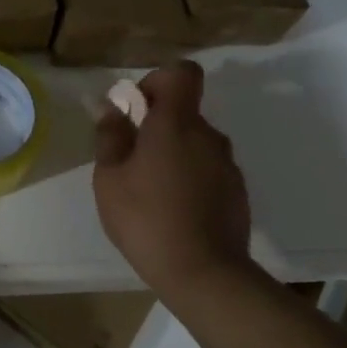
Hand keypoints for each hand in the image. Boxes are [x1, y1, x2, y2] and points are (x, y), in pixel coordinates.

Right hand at [92, 61, 252, 292]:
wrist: (204, 274)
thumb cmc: (146, 218)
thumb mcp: (110, 177)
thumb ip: (110, 136)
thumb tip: (111, 107)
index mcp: (176, 124)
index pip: (182, 73)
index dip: (157, 80)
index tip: (136, 108)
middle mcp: (209, 136)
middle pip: (184, 112)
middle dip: (156, 126)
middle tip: (129, 160)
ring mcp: (227, 165)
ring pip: (195, 143)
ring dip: (172, 154)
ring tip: (149, 190)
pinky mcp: (237, 192)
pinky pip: (207, 170)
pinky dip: (189, 178)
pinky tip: (172, 210)